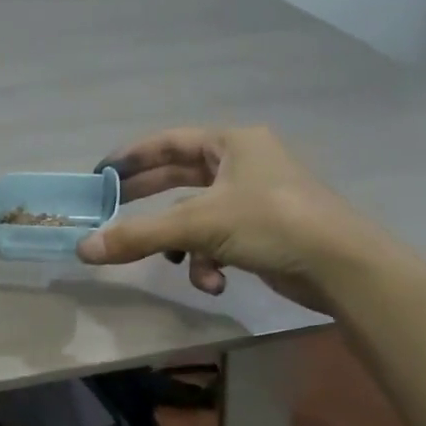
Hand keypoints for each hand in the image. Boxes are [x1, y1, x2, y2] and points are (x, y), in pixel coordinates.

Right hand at [77, 126, 383, 302]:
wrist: (341, 266)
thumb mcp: (198, 225)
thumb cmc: (270, 223)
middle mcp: (243, 163)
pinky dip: (210, 262)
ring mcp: (254, 197)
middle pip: (179, 179)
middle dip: (148, 204)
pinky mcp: (263, 230)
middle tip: (110, 214)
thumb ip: (139, 236)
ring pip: (197, 217)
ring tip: (177, 265)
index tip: (99, 175)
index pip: (167, 142)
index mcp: (231, 143)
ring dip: (184, 246)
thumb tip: (83, 248)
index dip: (130, 157)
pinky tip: (216, 283)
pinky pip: (219, 240)